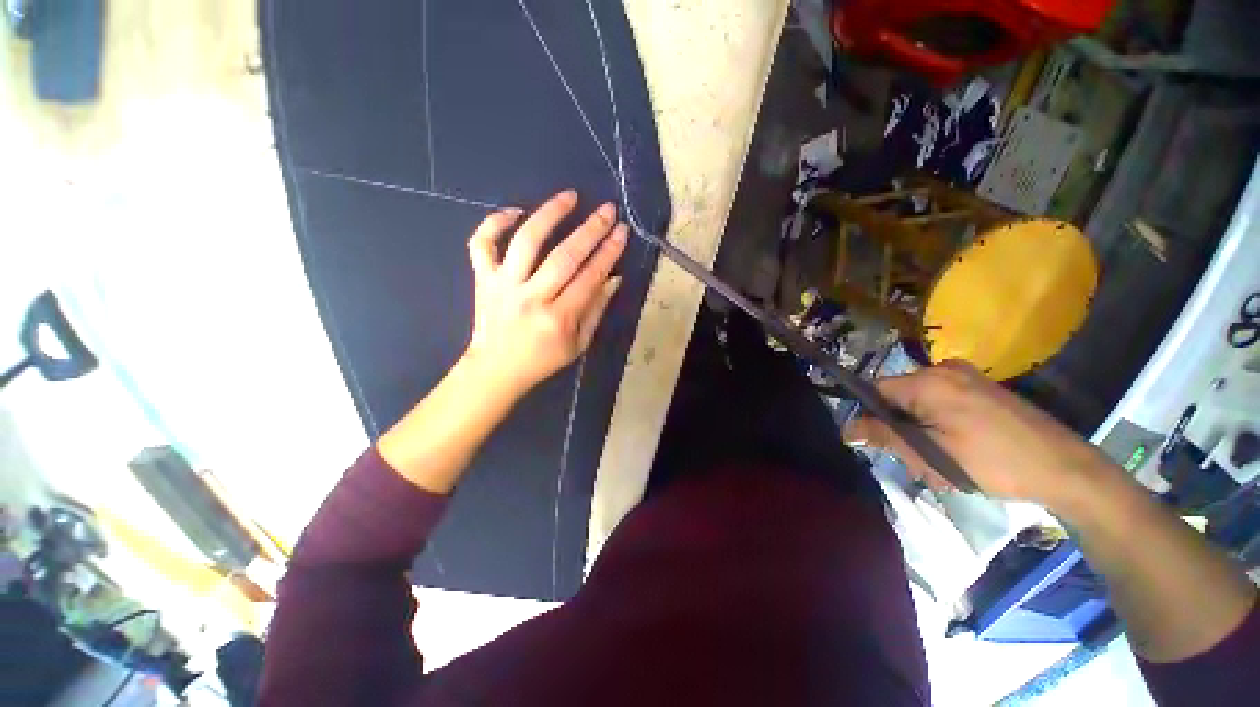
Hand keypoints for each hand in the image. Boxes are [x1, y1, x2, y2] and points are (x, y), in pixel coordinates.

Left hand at [463, 189, 627, 398]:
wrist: (497, 369)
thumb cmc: (543, 360)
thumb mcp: (579, 344)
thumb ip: (596, 310)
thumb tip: (613, 278)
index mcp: (559, 319)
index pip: (589, 277)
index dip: (609, 252)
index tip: (622, 231)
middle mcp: (531, 298)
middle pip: (564, 256)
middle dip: (591, 229)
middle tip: (608, 210)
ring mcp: (503, 285)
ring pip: (526, 241)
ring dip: (550, 214)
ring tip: (570, 196)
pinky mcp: (483, 279)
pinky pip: (482, 244)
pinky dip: (494, 222)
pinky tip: (515, 211)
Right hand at [844, 361, 1120, 514]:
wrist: (1064, 467)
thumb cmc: (992, 463)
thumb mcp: (931, 455)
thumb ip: (884, 437)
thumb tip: (847, 430)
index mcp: (928, 381)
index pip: (875, 390)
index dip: (869, 415)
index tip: (877, 442)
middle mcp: (944, 368)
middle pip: (897, 393)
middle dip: (897, 423)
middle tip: (914, 456)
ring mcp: (966, 375)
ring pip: (919, 398)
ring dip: (918, 424)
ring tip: (939, 455)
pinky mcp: (982, 385)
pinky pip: (941, 397)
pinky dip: (937, 419)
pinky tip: (957, 444)